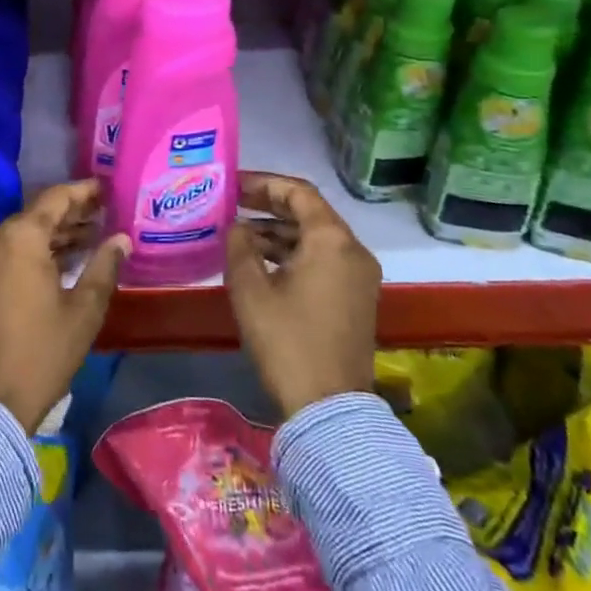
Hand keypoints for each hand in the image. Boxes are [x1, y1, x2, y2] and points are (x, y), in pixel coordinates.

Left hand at [0, 179, 127, 432]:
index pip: (56, 198)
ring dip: (56, 231)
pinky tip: (65, 256)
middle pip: (39, 213)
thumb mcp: (84, 309)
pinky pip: (12, 249)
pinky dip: (38, 248)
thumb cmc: (44, 350)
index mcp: (21, 237)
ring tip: (92, 233)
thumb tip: (121, 239)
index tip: (106, 187)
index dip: (83, 191)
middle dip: (72, 211)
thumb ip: (104, 266)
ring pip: (25, 231)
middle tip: (104, 211)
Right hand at [224, 171, 379, 418]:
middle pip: (309, 212)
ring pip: (315, 238)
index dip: (262, 183)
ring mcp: (359, 276)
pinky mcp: (355, 298)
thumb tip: (237, 227)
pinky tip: (261, 262)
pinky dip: (293, 254)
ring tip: (239, 234)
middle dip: (268, 205)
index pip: (298, 192)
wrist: (328, 407)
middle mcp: (353, 250)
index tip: (232, 185)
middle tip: (232, 204)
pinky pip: (323, 260)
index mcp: (332, 239)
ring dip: (278, 231)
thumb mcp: (250, 288)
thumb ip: (239, 245)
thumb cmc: (286, 339)